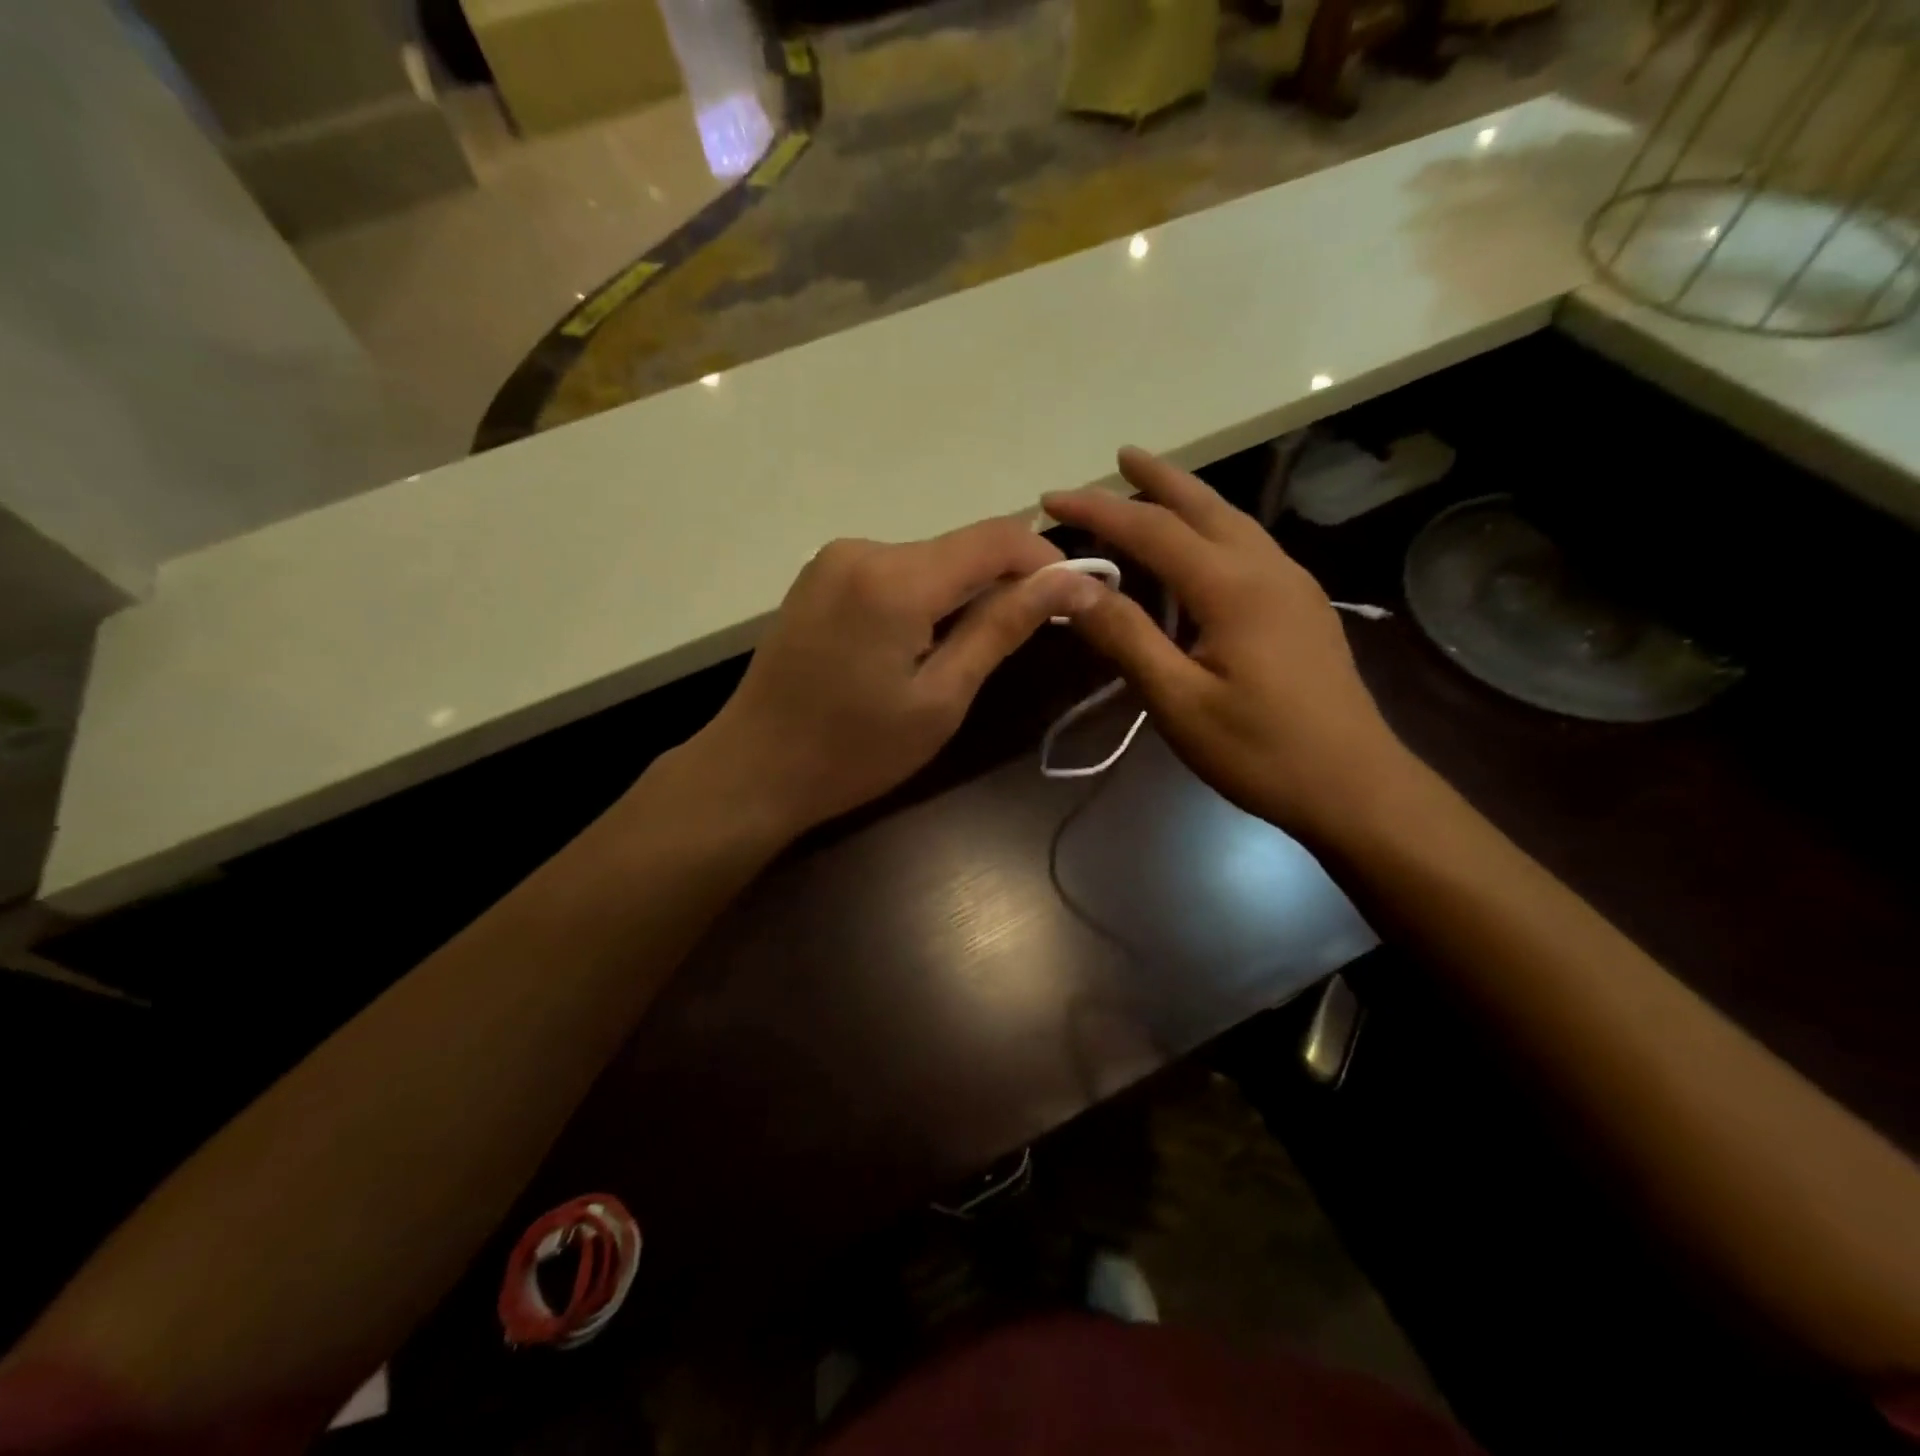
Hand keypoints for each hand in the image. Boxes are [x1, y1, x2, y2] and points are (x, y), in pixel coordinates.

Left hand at [684, 515, 1090, 839]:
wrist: (752, 771)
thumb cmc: (853, 751)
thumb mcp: (941, 698)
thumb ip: (1003, 628)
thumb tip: (1073, 582)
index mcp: (896, 577)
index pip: (996, 537)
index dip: (1045, 559)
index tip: (1074, 597)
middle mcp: (863, 549)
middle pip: (960, 548)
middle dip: (1003, 583)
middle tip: (1023, 641)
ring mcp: (833, 561)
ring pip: (927, 561)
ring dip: (961, 595)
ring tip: (965, 656)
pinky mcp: (818, 579)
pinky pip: (892, 573)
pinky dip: (923, 599)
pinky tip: (916, 648)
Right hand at [1042, 447, 1412, 839]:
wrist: (1355, 787)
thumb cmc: (1260, 751)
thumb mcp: (1179, 701)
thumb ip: (1127, 638)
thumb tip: (1073, 588)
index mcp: (1233, 587)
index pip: (1152, 530)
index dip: (1098, 511)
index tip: (1051, 499)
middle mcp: (1267, 569)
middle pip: (1204, 506)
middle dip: (1158, 478)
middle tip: (1120, 455)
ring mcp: (1293, 586)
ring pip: (1233, 523)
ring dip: (1189, 500)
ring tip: (1153, 489)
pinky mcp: (1303, 608)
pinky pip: (1249, 548)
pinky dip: (1212, 531)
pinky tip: (1200, 550)